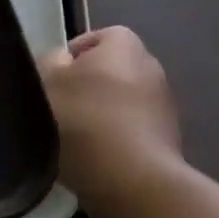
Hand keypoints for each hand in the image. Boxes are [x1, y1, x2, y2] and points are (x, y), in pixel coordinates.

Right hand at [40, 26, 184, 217]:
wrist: (132, 181)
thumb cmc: (84, 121)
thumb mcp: (47, 83)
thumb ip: (51, 62)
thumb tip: (64, 60)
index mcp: (125, 46)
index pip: (100, 36)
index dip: (75, 53)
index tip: (54, 77)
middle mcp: (152, 68)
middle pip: (114, 68)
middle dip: (90, 83)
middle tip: (62, 104)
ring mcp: (165, 106)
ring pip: (125, 100)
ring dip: (104, 111)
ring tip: (77, 135)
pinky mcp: (170, 141)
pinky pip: (135, 128)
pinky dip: (118, 135)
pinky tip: (98, 155)